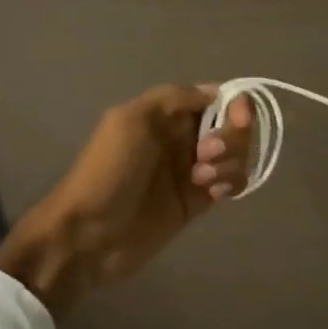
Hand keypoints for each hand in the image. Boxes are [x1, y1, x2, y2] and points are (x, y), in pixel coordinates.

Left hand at [0, 85, 251, 314]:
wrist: (89, 235)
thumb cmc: (108, 171)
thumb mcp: (132, 120)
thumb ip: (174, 98)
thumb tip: (216, 93)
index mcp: (165, 114)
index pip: (213, 97)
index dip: (233, 103)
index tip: (238, 115)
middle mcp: (182, 137)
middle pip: (230, 125)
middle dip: (230, 136)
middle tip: (206, 153)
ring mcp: (191, 170)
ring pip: (234, 154)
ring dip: (230, 161)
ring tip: (201, 179)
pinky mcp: (197, 201)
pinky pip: (230, 183)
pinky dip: (231, 182)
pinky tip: (213, 192)